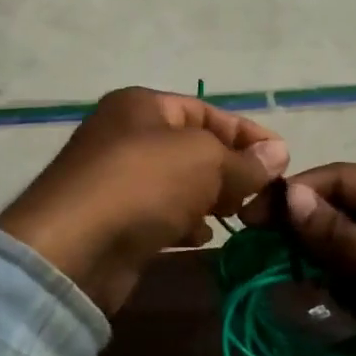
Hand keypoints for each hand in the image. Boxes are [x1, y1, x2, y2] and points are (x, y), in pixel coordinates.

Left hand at [0, 88, 288, 314]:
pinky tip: (202, 238)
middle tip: (262, 194)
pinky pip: (160, 214)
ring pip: (178, 184)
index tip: (282, 160)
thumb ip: (243, 160)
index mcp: (142, 106)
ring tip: (239, 216)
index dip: (247, 134)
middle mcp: (126, 135)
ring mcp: (117, 179)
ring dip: (210, 198)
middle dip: (230, 170)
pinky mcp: (114, 220)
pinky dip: (184, 223)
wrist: (73, 249)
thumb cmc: (143, 184)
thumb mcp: (204, 161)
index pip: (207, 111)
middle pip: (193, 148)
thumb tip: (278, 153)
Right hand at [244, 163, 355, 355]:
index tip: (253, 219)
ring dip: (332, 262)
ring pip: (355, 237)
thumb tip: (290, 196)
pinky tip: (354, 308)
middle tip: (277, 261)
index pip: (339, 178)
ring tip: (321, 291)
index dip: (293, 195)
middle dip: (310, 232)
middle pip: (345, 205)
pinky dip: (355, 281)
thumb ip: (340, 236)